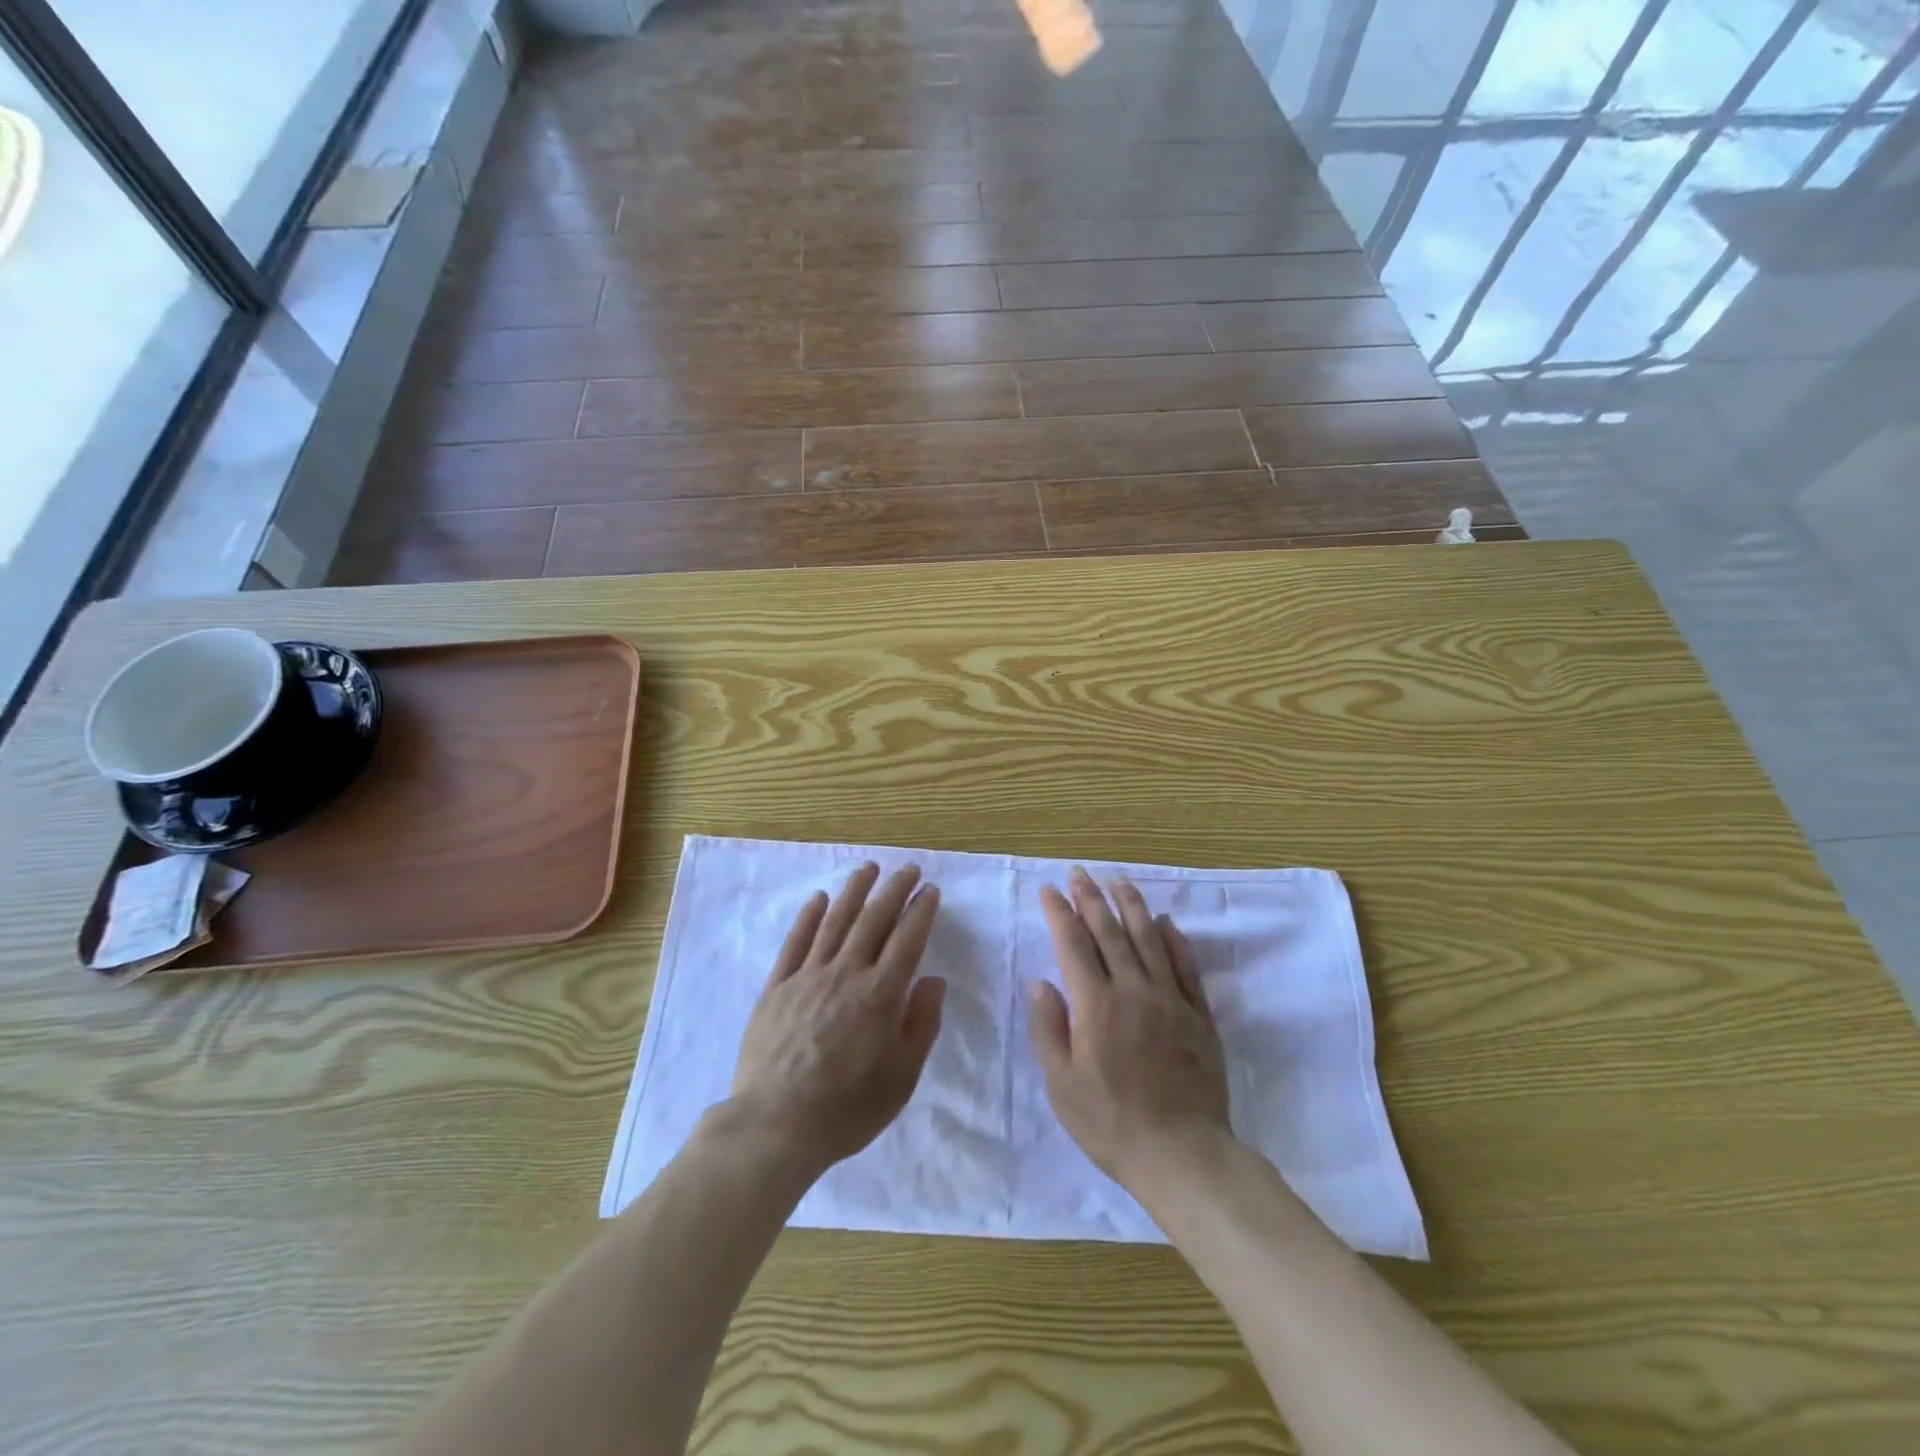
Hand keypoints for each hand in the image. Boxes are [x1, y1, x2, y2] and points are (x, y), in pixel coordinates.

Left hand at [729, 863, 946, 1177]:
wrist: (775, 1126)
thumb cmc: (847, 1108)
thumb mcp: (902, 1077)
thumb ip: (921, 1024)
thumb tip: (933, 980)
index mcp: (881, 995)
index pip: (907, 939)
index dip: (921, 911)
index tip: (929, 890)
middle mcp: (846, 974)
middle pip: (873, 920)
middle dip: (893, 890)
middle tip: (907, 869)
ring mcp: (807, 977)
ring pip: (835, 921)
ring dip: (854, 891)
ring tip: (868, 868)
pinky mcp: (777, 988)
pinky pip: (795, 943)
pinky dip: (808, 917)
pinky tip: (818, 899)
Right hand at [1027, 868, 1231, 1190]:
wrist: (1182, 1154)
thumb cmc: (1111, 1123)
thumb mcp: (1061, 1085)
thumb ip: (1048, 1029)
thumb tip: (1040, 982)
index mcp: (1096, 1005)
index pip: (1074, 945)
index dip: (1060, 913)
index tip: (1050, 890)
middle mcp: (1133, 991)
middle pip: (1110, 932)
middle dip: (1091, 899)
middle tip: (1079, 873)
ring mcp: (1170, 1000)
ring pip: (1149, 939)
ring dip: (1132, 906)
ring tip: (1119, 880)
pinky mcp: (1199, 1015)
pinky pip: (1185, 966)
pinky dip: (1174, 939)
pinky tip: (1166, 922)